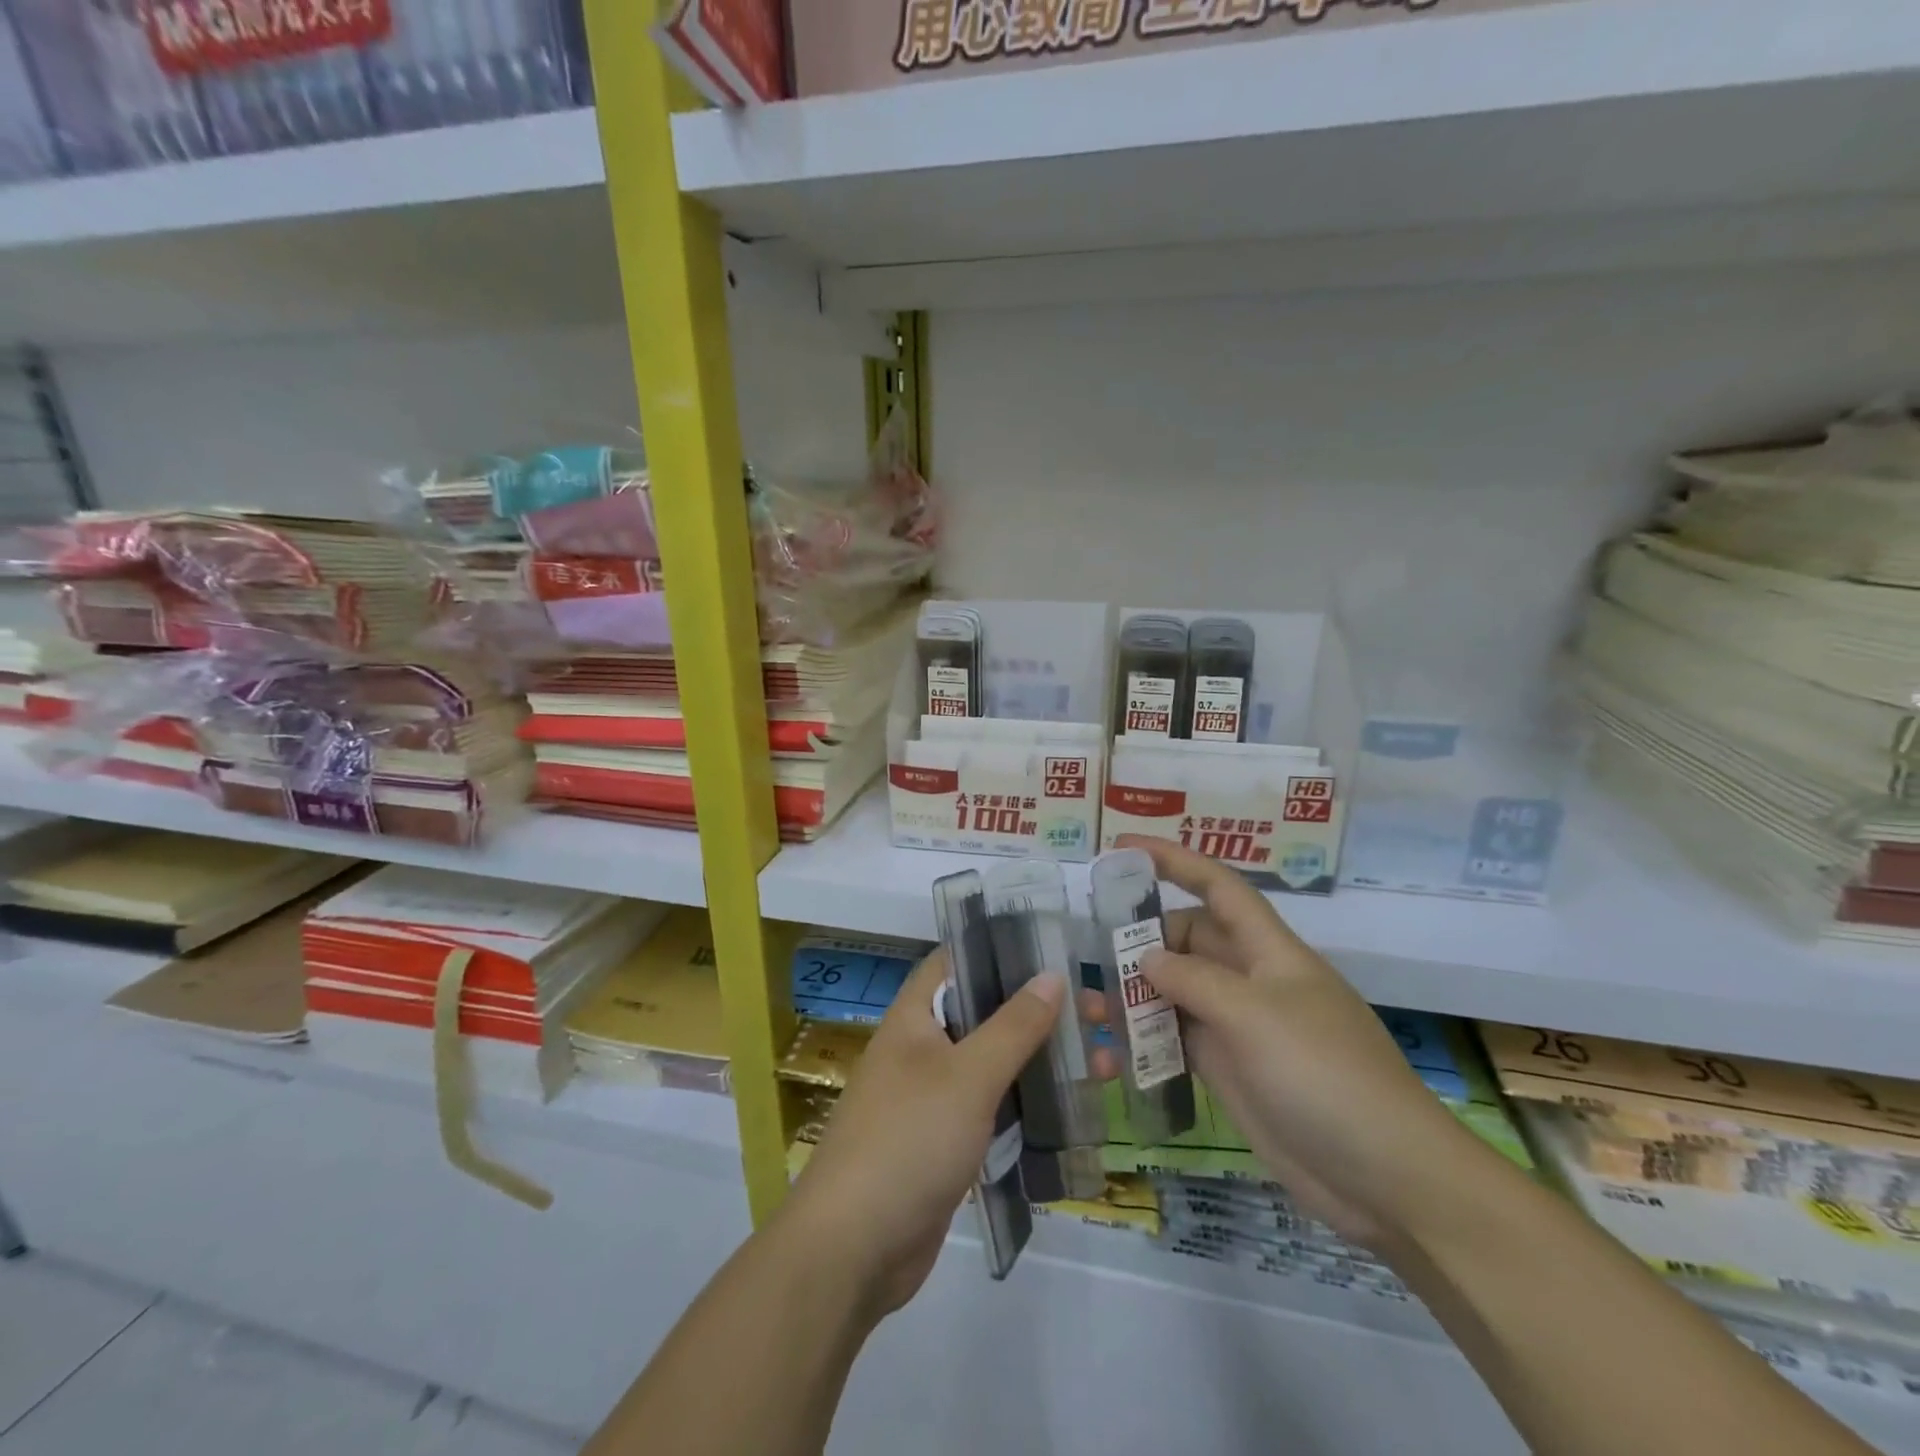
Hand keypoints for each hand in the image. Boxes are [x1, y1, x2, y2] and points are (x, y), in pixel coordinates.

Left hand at [779, 950, 1070, 1318]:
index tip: (1055, 949)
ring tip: (1104, 1062)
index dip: (1002, 948)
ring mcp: (934, 1097)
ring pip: (995, 1062)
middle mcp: (922, 1048)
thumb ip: (1013, 1026)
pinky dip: (1028, 1101)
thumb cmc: (909, 1140)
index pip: (957, 960)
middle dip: (1040, 1010)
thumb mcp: (968, 1076)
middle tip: (1100, 1013)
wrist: (854, 1248)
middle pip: (986, 1012)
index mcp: (915, 1017)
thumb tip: (1052, 976)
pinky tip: (1072, 1106)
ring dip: (1041, 1058)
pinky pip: (993, 1106)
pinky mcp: (946, 1141)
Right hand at [1115, 834, 1487, 1253]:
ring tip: (1090, 1014)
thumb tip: (1147, 959)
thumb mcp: (1255, 1017)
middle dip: (1139, 943)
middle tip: (1089, 958)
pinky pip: (1177, 1041)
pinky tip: (1113, 1058)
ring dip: (1134, 999)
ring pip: (1176, 993)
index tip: (1122, 847)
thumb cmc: (1325, 1076)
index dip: (1173, 860)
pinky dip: (1145, 1043)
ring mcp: (1238, 1027)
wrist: (1385, 1180)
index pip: (1218, 887)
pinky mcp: (1229, 1070)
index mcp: (1268, 951)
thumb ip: (1194, 980)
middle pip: (1186, 941)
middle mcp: (1250, 980)